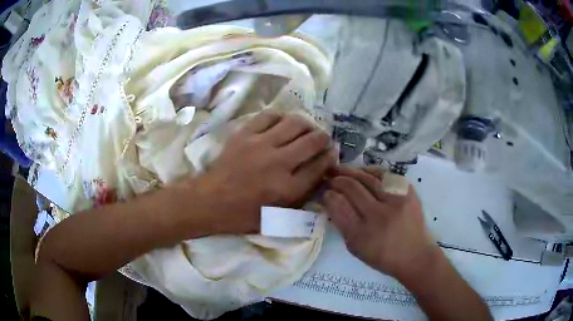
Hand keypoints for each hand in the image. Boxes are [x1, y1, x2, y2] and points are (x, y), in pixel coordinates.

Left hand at [195, 112, 336, 233]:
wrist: (209, 201)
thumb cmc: (242, 215)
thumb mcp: (276, 218)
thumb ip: (301, 199)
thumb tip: (320, 175)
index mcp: (288, 189)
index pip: (320, 166)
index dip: (330, 157)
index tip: (331, 154)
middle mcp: (279, 163)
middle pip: (313, 141)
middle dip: (324, 139)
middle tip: (321, 140)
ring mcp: (261, 145)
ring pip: (295, 123)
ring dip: (306, 125)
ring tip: (305, 130)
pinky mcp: (245, 134)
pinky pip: (269, 116)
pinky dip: (281, 117)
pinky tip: (282, 124)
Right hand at [324, 166, 440, 280]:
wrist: (415, 255)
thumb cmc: (383, 256)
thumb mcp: (356, 248)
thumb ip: (342, 225)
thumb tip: (331, 202)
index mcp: (361, 234)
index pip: (338, 205)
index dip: (328, 195)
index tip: (325, 192)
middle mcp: (378, 215)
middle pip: (351, 187)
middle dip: (337, 179)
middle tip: (331, 177)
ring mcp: (396, 201)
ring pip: (368, 177)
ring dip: (351, 171)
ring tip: (343, 170)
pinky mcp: (408, 193)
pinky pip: (386, 175)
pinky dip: (371, 171)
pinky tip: (364, 172)